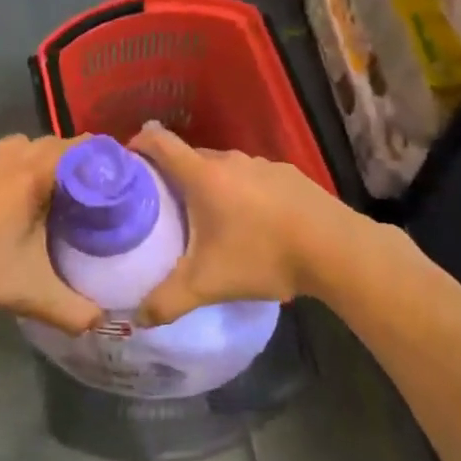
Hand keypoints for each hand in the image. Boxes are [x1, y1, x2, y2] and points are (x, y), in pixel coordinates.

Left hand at [0, 135, 101, 333]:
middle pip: (53, 144)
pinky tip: (5, 204)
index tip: (121, 180)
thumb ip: (73, 310)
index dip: (105, 160)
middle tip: (90, 194)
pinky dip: (10, 170)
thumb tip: (103, 322)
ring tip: (49, 196)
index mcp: (31, 174)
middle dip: (75, 163)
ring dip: (39, 163)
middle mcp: (6, 156)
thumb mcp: (29, 294)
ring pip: (21, 147)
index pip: (81, 148)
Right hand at [128, 122, 359, 324]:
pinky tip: (250, 223)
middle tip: (160, 205)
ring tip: (204, 218)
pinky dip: (240, 192)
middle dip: (171, 174)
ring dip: (209, 185)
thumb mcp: (208, 284)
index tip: (125, 162)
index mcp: (203, 175)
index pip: (159, 141)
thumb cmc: (263, 255)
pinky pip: (251, 178)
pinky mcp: (289, 175)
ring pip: (223, 168)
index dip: (137, 144)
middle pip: (190, 156)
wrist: (335, 248)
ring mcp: (263, 164)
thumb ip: (167, 301)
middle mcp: (231, 160)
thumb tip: (136, 319)